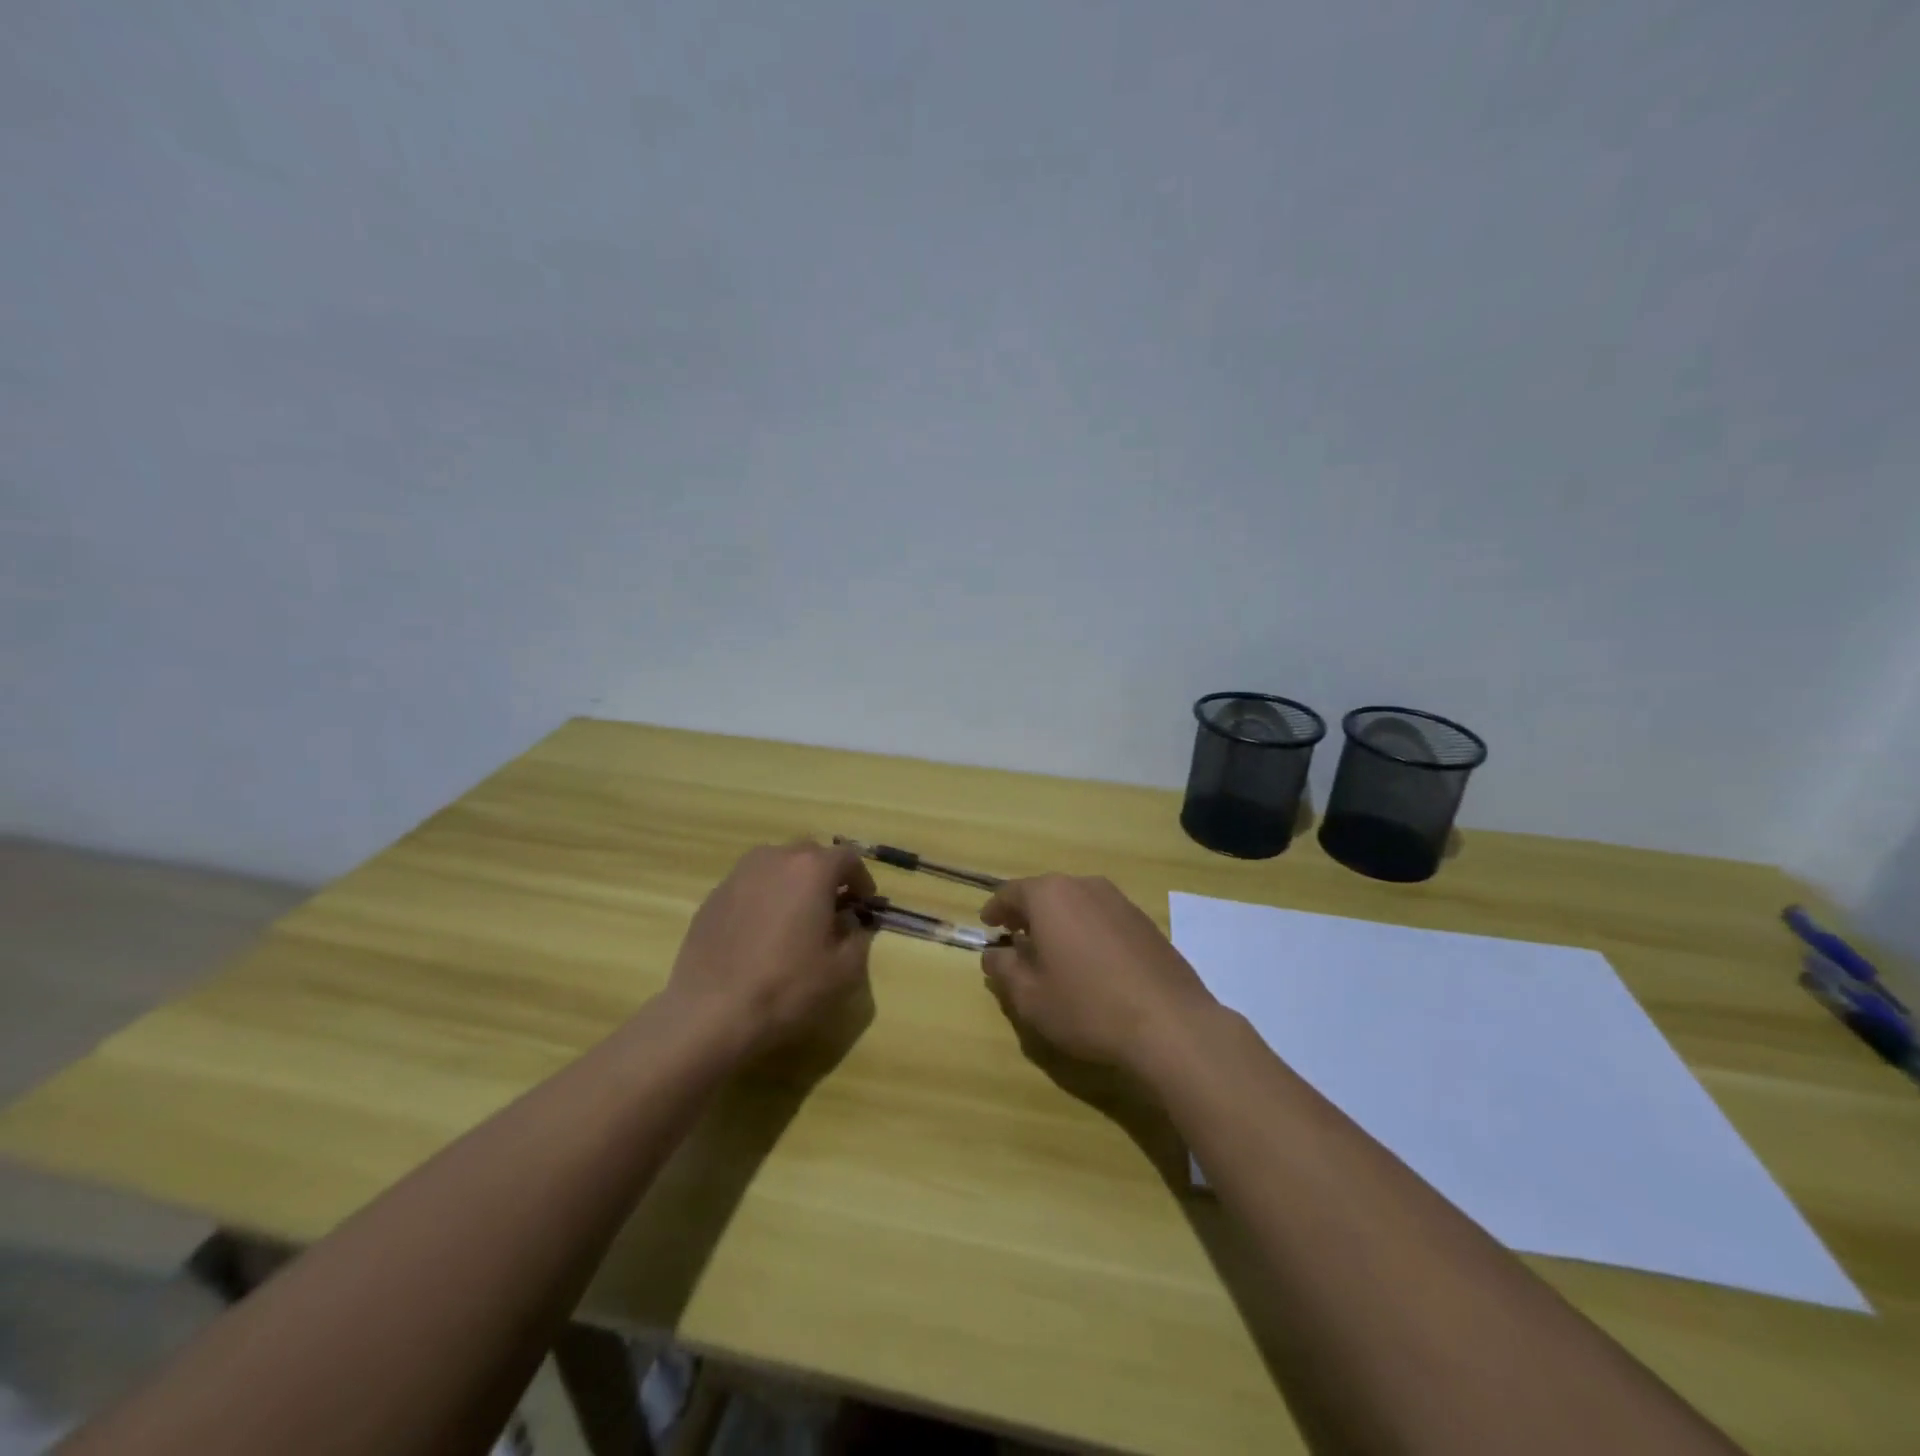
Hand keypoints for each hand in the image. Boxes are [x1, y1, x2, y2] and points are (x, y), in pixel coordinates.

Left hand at [665, 839, 876, 1056]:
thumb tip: (851, 922)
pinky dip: (764, 898)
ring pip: (777, 865)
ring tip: (795, 918)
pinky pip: (751, 885)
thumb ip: (858, 936)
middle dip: (826, 876)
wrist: (711, 1012)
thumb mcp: (843, 970)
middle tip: (832, 908)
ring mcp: (739, 874)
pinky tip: (762, 933)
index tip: (864, 904)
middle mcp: (775, 858)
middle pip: (810, 854)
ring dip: (793, 883)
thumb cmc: (787, 986)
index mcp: (812, 869)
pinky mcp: (714, 896)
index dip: (861, 879)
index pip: (848, 857)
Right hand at [979, 875, 1217, 1073]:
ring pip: (1076, 903)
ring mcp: (1119, 901)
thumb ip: (1003, 969)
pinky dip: (1087, 930)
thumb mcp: (1030, 996)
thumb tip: (994, 953)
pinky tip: (1090, 962)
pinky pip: (1102, 917)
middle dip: (1027, 914)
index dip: (995, 910)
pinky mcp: (1144, 921)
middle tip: (1015, 938)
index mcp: (1050, 896)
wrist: (1169, 1024)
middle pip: (1045, 893)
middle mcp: (1084, 886)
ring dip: (1059, 921)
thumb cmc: (1087, 1006)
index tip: (987, 926)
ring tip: (1052, 951)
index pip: (1011, 893)